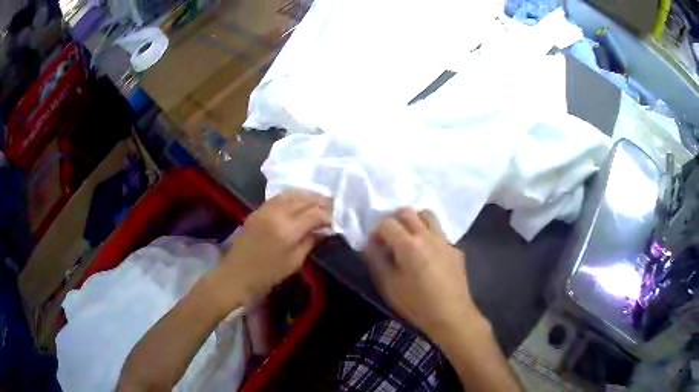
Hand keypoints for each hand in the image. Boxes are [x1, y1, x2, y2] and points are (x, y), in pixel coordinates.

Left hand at [209, 191, 331, 309]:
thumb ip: (310, 241)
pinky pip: (278, 197)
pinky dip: (292, 196)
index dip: (328, 216)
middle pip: (303, 200)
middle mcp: (276, 214)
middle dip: (320, 201)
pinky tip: (299, 200)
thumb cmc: (267, 275)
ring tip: (318, 200)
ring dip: (307, 195)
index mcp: (287, 230)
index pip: (314, 214)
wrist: (237, 275)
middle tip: (332, 205)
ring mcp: (265, 210)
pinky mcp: (257, 210)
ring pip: (290, 194)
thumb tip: (323, 229)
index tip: (335, 221)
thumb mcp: (294, 262)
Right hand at [365, 208, 482, 337]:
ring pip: (428, 216)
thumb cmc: (416, 304)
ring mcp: (444, 241)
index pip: (387, 223)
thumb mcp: (388, 285)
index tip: (374, 245)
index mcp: (408, 244)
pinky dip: (429, 236)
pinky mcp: (455, 250)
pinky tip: (428, 257)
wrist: (451, 315)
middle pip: (408, 212)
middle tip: (390, 237)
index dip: (376, 232)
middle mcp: (428, 236)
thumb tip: (371, 244)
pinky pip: (440, 233)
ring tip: (409, 239)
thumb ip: (376, 260)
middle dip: (394, 220)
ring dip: (415, 221)